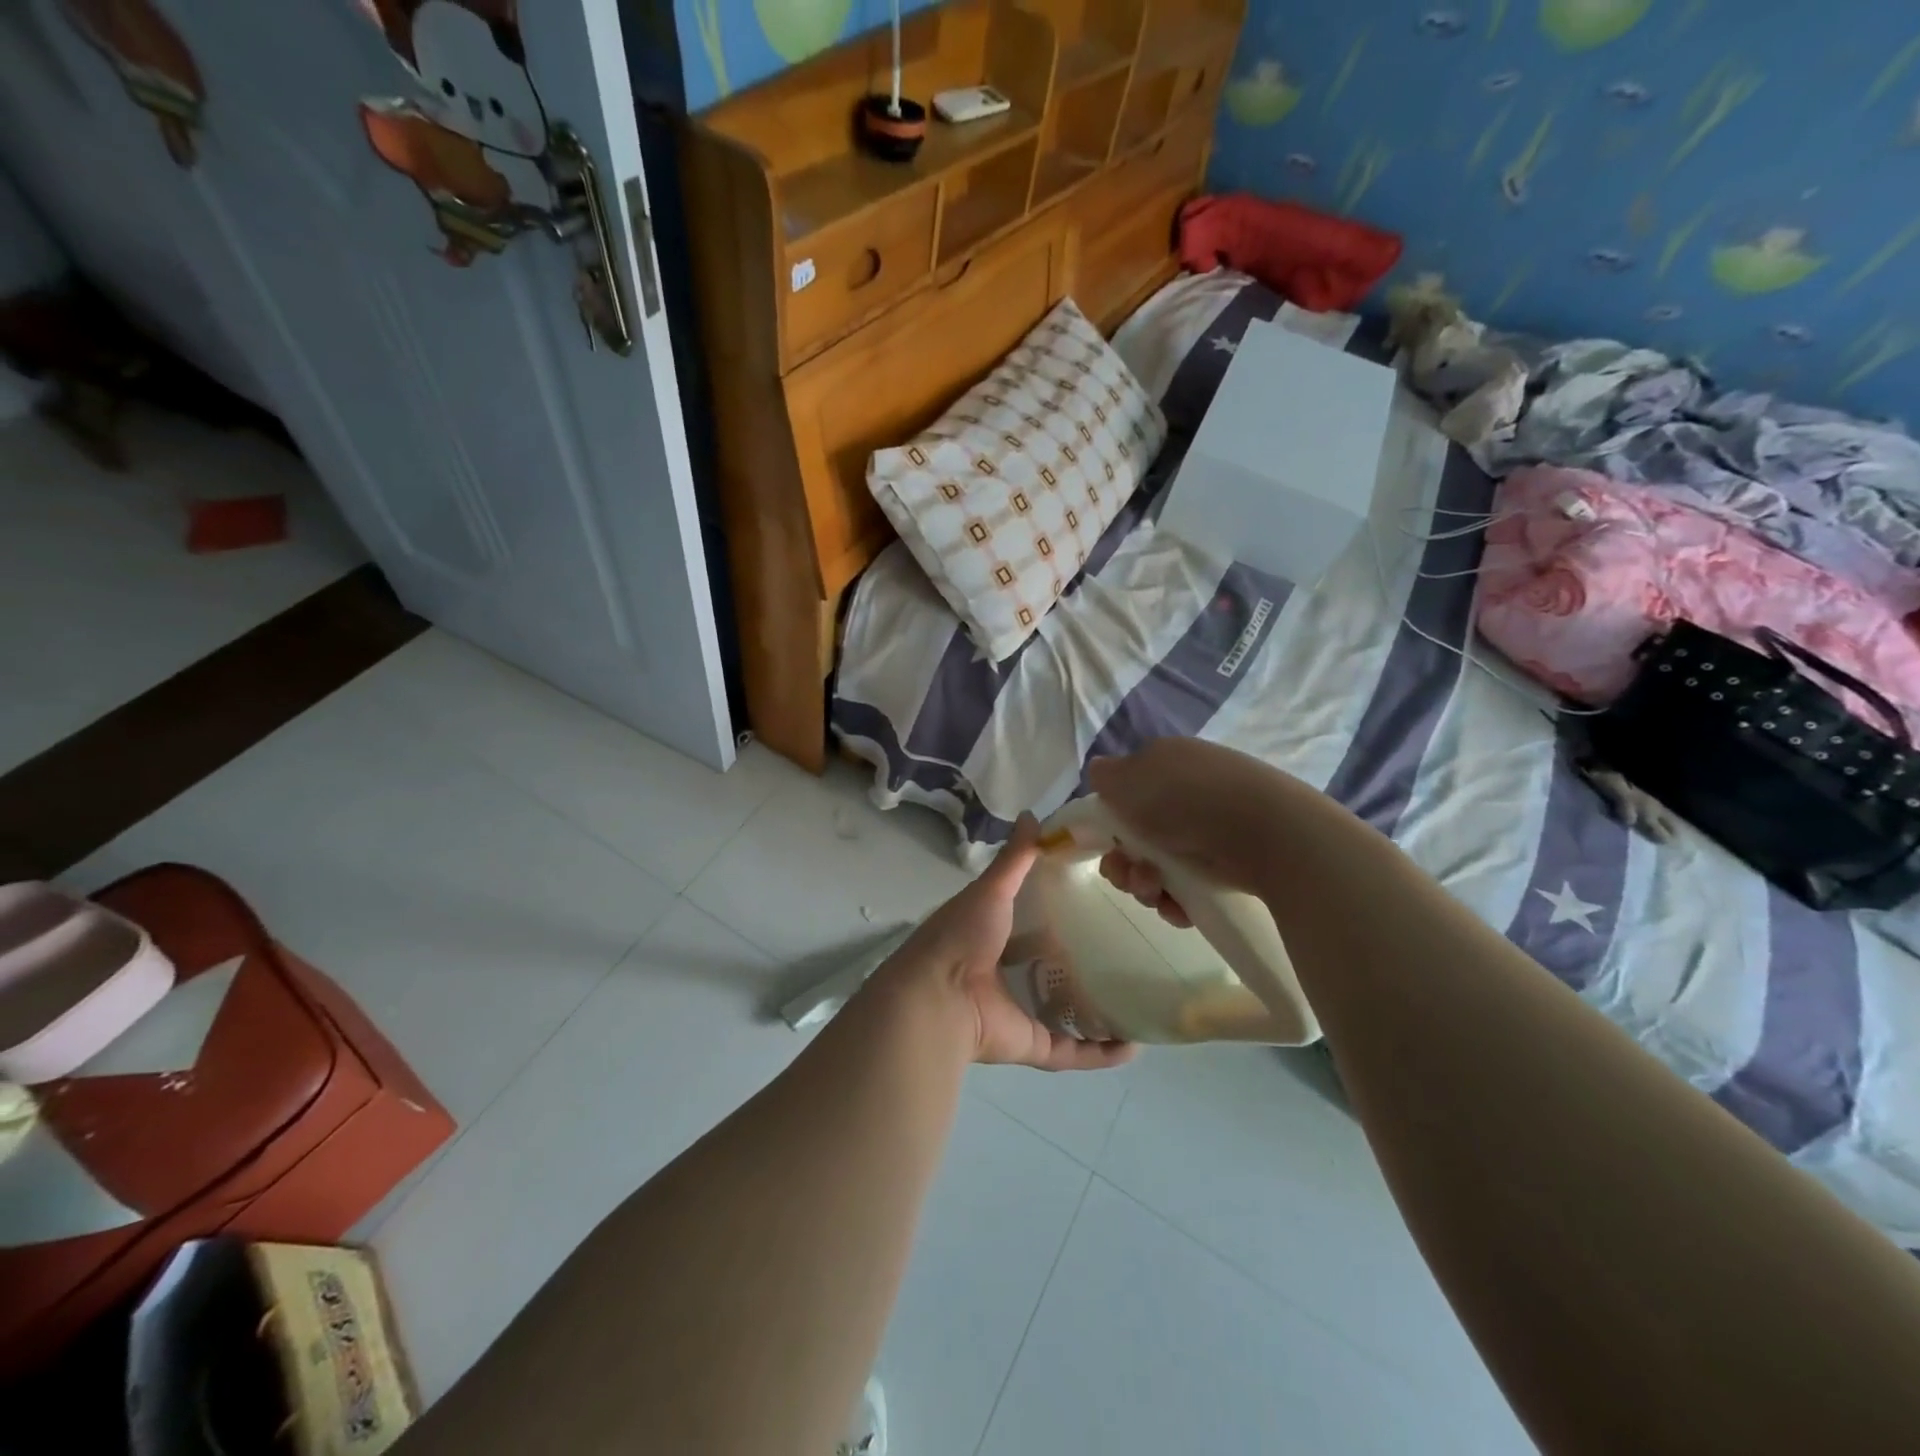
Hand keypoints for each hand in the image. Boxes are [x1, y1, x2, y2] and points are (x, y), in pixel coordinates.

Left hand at [878, 816, 1133, 1071]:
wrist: (937, 999)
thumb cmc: (961, 938)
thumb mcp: (990, 890)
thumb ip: (1014, 858)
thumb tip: (1033, 815)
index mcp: (990, 937)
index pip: (1026, 921)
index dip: (1054, 911)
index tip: (1094, 897)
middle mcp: (1003, 975)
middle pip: (1046, 967)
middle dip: (1077, 959)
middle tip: (1123, 945)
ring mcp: (1018, 1012)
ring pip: (1062, 1012)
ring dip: (1094, 1008)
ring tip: (1136, 995)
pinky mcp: (1031, 1044)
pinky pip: (1072, 1051)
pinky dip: (1100, 1053)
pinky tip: (1134, 1047)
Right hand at [1088, 738, 1295, 895]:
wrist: (1265, 833)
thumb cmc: (1187, 797)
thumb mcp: (1130, 776)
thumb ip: (1107, 776)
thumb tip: (1100, 772)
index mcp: (1168, 766)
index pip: (1129, 794)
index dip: (1110, 821)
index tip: (1105, 842)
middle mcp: (1189, 796)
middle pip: (1139, 838)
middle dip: (1124, 862)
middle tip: (1128, 874)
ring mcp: (1212, 833)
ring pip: (1160, 868)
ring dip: (1145, 884)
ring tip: (1155, 891)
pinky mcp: (1232, 868)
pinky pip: (1190, 891)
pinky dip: (1177, 902)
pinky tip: (1178, 908)